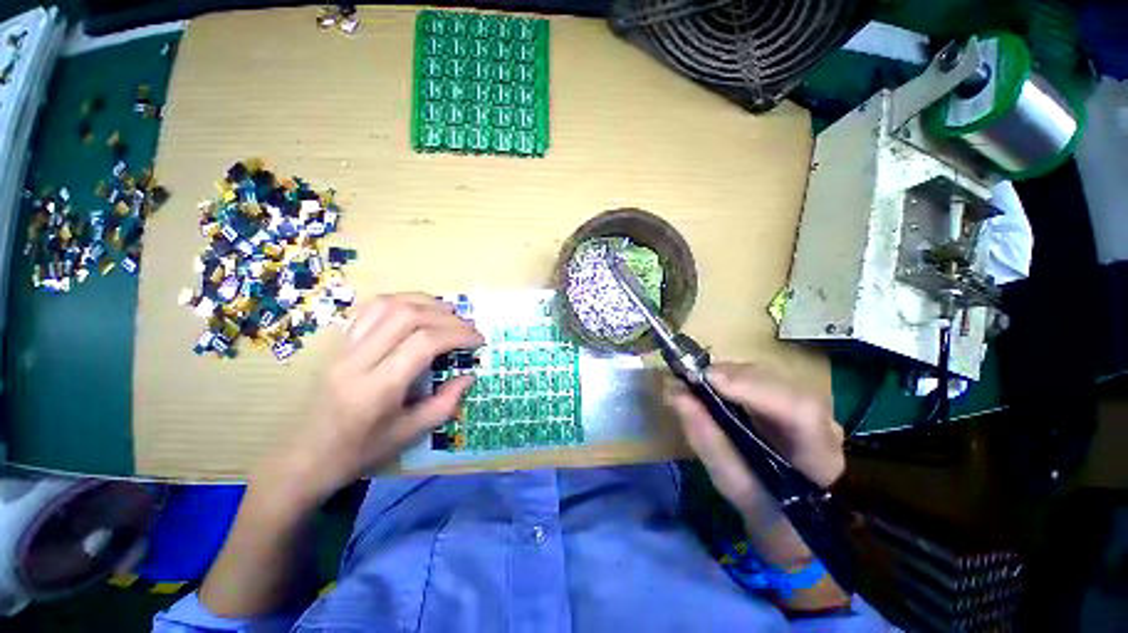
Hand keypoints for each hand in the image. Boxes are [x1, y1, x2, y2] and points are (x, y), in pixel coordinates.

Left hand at [264, 293, 483, 504]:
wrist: (305, 457)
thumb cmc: (361, 451)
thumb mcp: (410, 434)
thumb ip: (445, 403)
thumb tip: (469, 376)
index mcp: (378, 387)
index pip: (424, 342)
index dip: (457, 335)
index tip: (478, 340)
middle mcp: (358, 360)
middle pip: (407, 316)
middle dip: (446, 316)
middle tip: (467, 326)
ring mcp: (343, 347)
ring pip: (387, 304)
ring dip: (424, 302)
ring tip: (447, 311)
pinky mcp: (338, 343)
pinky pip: (369, 308)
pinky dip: (399, 301)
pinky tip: (415, 309)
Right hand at [666, 363, 844, 524]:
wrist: (794, 517)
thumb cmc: (763, 508)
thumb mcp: (732, 483)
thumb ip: (706, 439)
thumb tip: (675, 393)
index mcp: (819, 457)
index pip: (799, 410)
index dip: (753, 388)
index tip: (707, 380)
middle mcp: (824, 423)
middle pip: (781, 384)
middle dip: (732, 376)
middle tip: (691, 379)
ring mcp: (813, 408)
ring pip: (771, 376)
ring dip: (729, 374)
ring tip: (697, 382)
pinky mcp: (795, 400)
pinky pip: (763, 378)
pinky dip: (732, 377)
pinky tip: (713, 384)